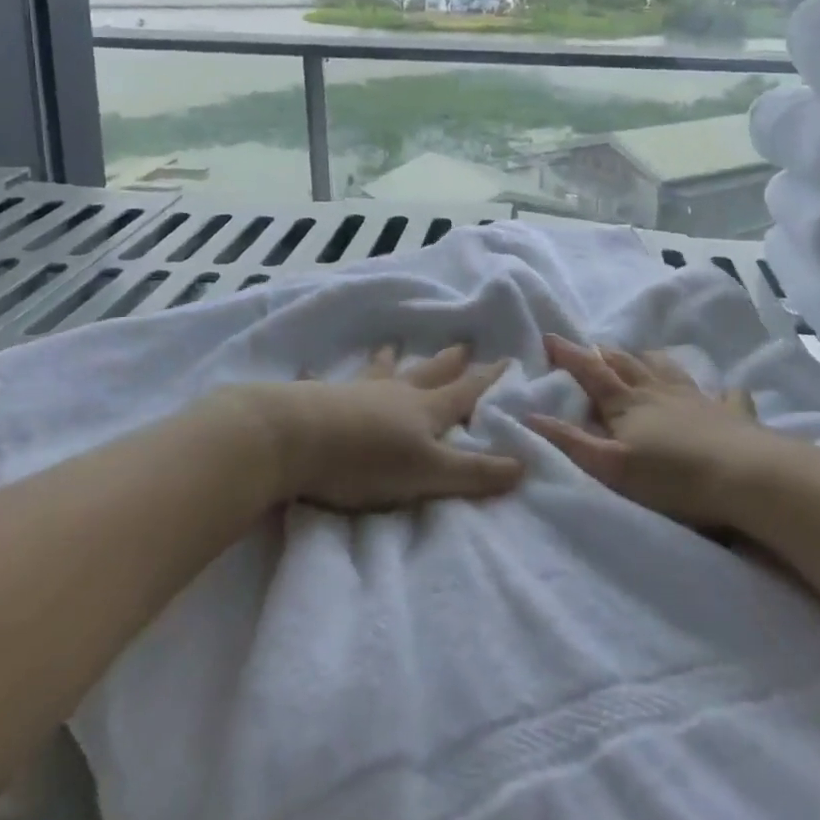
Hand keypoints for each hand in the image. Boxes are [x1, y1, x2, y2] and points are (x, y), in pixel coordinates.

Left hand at [227, 343, 522, 511]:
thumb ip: (474, 473)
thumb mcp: (428, 474)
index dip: (486, 380)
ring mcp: (356, 393)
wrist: (296, 439)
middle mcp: (394, 394)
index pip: (464, 393)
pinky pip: (327, 385)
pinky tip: (311, 371)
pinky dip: (324, 378)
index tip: (506, 360)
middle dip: (447, 363)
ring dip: (390, 361)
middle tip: (462, 345)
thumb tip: (524, 464)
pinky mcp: (320, 400)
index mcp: (424, 411)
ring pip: (381, 373)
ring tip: (392, 345)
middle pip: (428, 374)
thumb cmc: (367, 460)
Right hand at [525, 335, 762, 528]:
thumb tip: (530, 416)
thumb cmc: (672, 476)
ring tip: (642, 356)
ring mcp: (698, 399)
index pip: (590, 372)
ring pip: (668, 370)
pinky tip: (726, 391)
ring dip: (650, 361)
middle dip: (605, 354)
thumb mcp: (612, 467)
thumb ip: (570, 442)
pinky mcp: (731, 415)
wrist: (744, 476)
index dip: (568, 355)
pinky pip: (726, 396)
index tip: (549, 338)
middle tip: (591, 347)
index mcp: (628, 402)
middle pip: (627, 364)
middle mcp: (659, 391)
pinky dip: (722, 391)